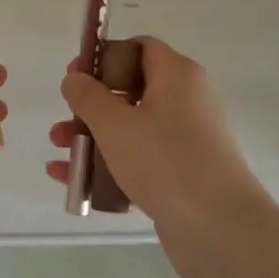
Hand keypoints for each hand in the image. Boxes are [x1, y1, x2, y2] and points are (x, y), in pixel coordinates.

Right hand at [46, 37, 274, 277]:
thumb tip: (75, 77)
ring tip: (58, 152)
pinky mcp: (182, 174)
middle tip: (63, 119)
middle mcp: (186, 101)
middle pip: (131, 90)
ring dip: (93, 137)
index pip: (140, 48)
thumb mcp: (115, 124)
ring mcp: (186, 140)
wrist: (220, 229)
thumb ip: (88, 97)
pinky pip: (139, 160)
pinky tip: (72, 182)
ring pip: (132, 128)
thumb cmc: (165, 162)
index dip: (104, 57)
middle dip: (90, 105)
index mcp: (177, 76)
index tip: (75, 76)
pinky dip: (109, 165)